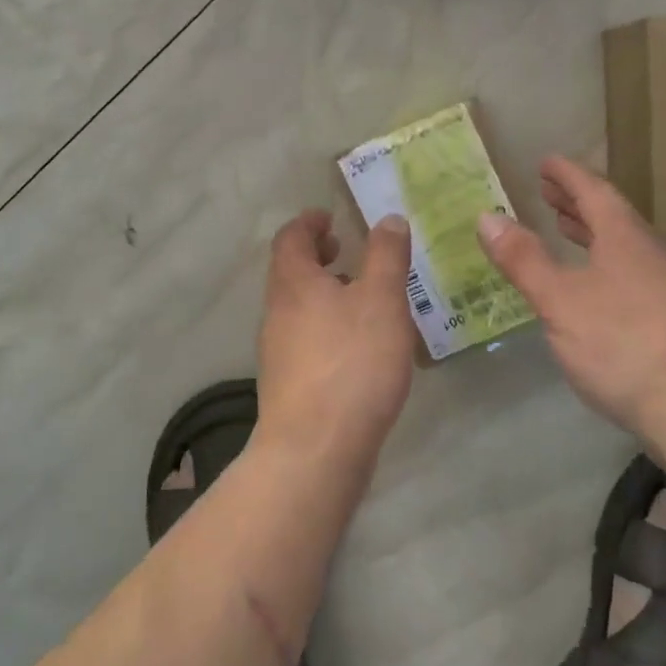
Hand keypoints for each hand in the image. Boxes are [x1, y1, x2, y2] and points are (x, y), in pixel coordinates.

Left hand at [258, 209, 415, 454]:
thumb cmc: (352, 363)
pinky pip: (304, 339)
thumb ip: (386, 256)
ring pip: (297, 307)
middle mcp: (277, 312)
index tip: (329, 217)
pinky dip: (326, 326)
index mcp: (293, 283)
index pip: (290, 238)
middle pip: (289, 272)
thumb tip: (388, 219)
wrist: (315, 448)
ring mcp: (277, 351)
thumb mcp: (381, 300)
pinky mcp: (287, 384)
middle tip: (345, 251)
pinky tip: (356, 347)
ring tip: (361, 299)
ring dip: (323, 293)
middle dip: (316, 257)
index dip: (308, 223)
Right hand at [476, 156, 665, 437]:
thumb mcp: (559, 301)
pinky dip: (604, 259)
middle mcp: (653, 253)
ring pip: (625, 244)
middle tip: (548, 192)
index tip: (545, 162)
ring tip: (564, 228)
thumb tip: (487, 217)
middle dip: (577, 201)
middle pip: (612, 215)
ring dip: (592, 231)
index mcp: (627, 239)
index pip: (595, 192)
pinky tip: (592, 282)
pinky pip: (632, 268)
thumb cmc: (621, 346)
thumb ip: (523, 259)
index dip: (568, 175)